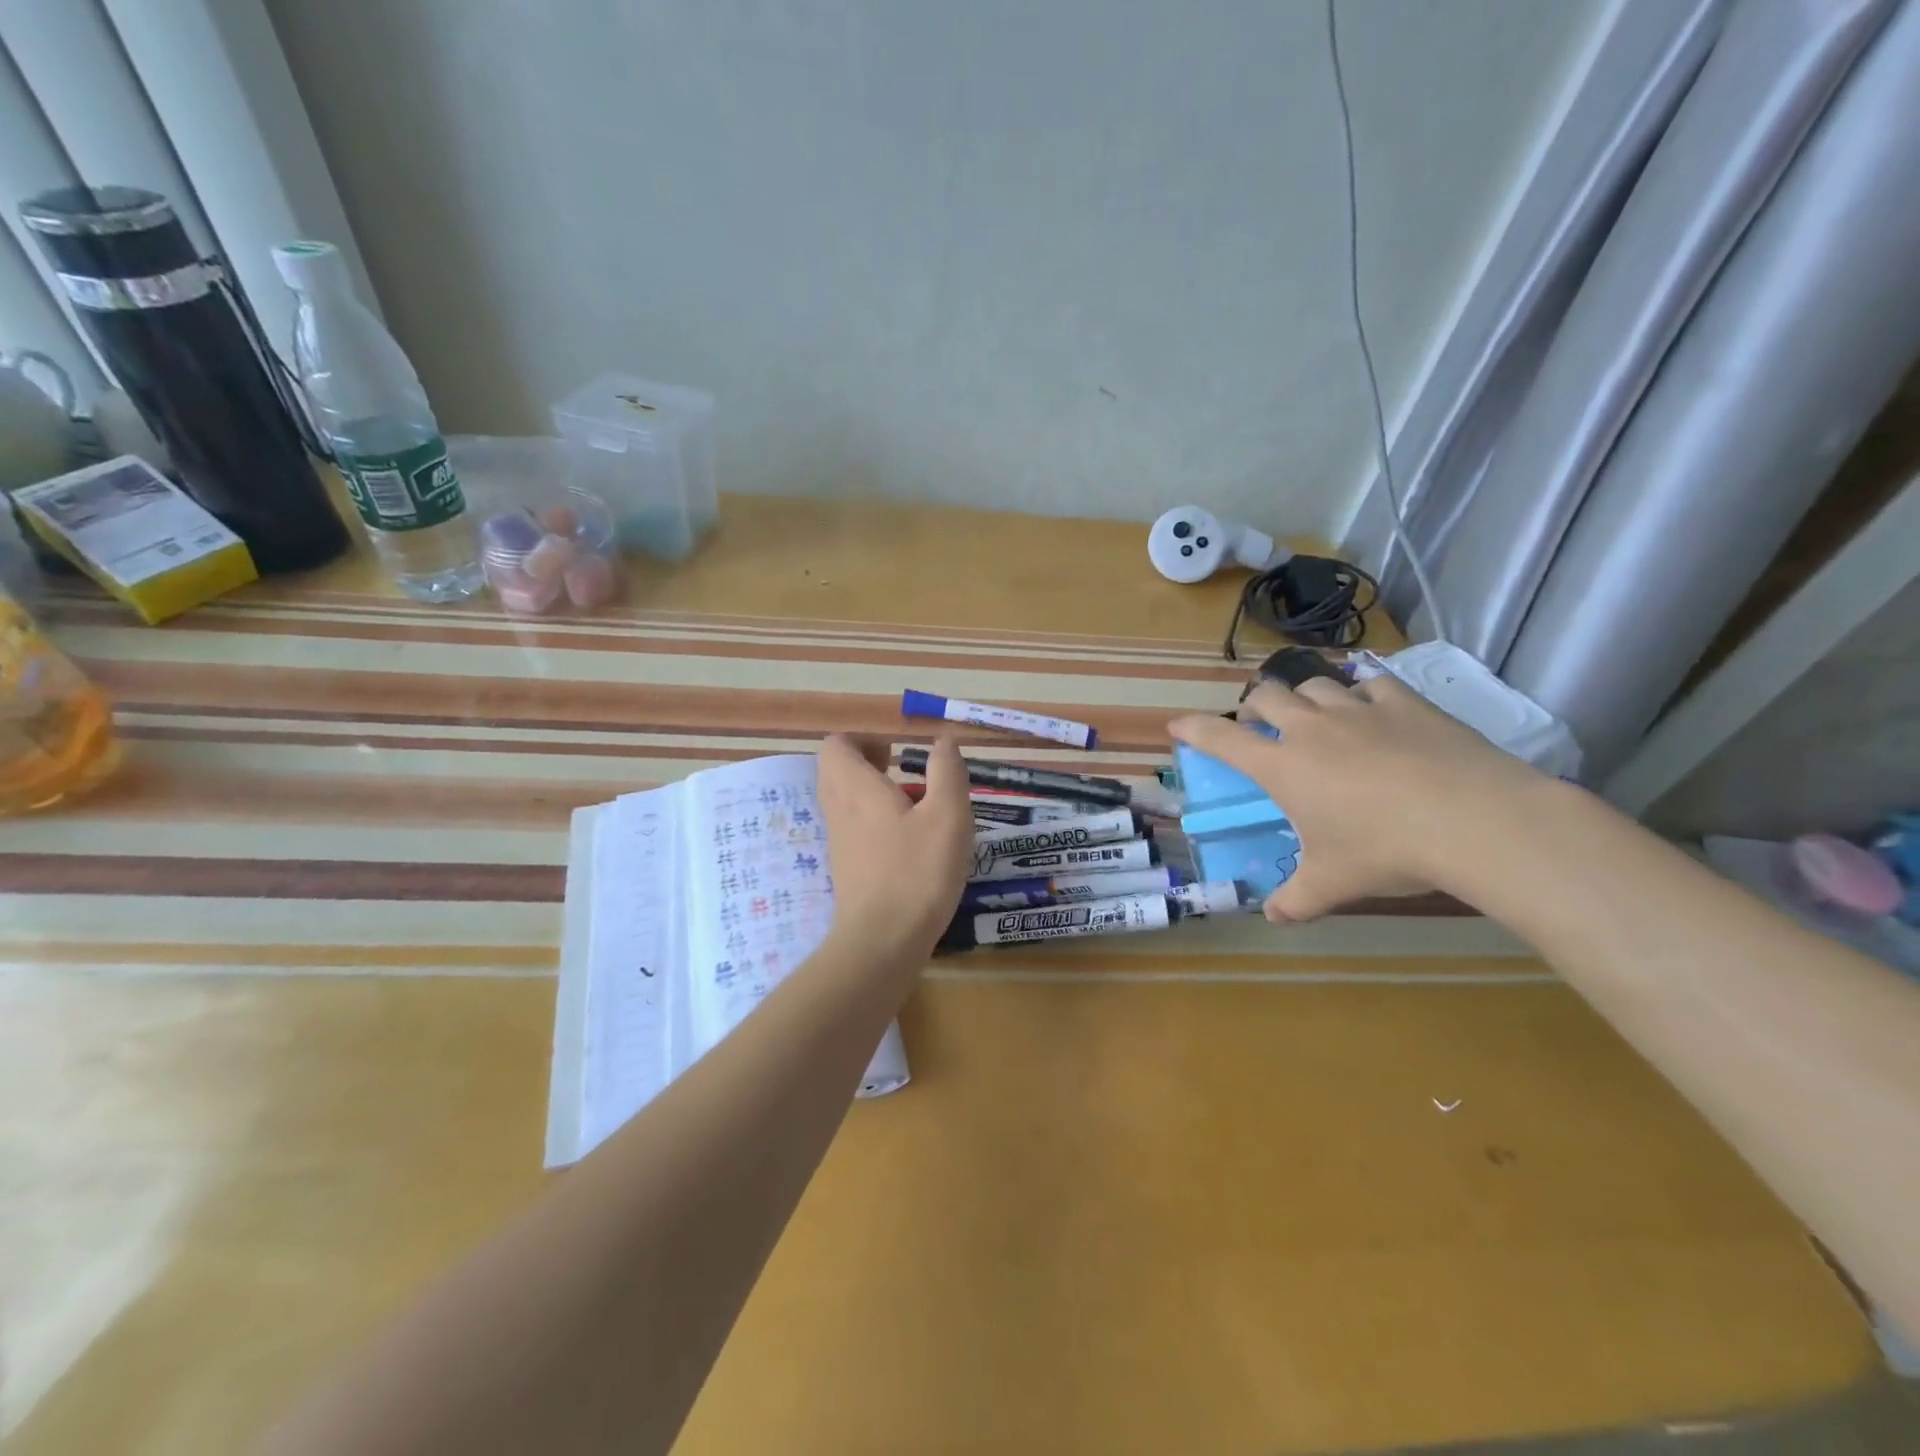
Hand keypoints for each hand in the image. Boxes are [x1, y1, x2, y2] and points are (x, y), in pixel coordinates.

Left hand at [816, 733, 974, 962]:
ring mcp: (839, 841)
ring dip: (874, 794)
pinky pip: (853, 828)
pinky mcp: (846, 868)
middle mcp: (838, 809)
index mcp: (855, 787)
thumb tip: (943, 740)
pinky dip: (875, 822)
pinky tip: (910, 842)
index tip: (897, 752)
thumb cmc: (917, 871)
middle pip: (838, 771)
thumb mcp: (948, 815)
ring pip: (846, 801)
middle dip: (869, 764)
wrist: (882, 941)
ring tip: (915, 807)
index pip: (836, 745)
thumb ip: (947, 772)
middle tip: (905, 774)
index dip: (864, 740)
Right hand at [1168, 673, 1546, 920]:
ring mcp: (1359, 710)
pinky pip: (1372, 682)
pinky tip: (1372, 706)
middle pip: (1266, 697)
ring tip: (1313, 714)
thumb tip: (1273, 919)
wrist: (1474, 821)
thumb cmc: (1386, 851)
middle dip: (1254, 707)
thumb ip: (1296, 900)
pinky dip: (1362, 692)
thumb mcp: (1333, 883)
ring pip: (1314, 684)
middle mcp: (1311, 728)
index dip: (1194, 729)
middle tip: (1259, 725)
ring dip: (1303, 696)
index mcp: (1283, 766)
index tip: (1176, 724)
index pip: (1222, 739)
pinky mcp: (1405, 703)